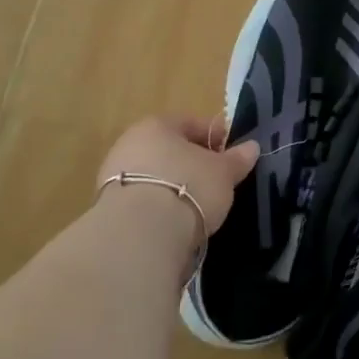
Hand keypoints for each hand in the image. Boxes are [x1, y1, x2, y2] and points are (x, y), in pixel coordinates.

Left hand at [96, 115, 259, 240]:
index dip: (215, 138)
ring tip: (197, 206)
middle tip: (215, 181)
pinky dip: (158, 207)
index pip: (192, 123)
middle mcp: (130, 144)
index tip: (231, 157)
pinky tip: (174, 223)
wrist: (139, 235)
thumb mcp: (223, 172)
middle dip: (192, 163)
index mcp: (157, 125)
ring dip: (173, 186)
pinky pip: (142, 201)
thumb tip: (251, 147)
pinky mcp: (107, 209)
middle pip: (169, 150)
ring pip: (154, 175)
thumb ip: (237, 158)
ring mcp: (113, 177)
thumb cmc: (188, 187)